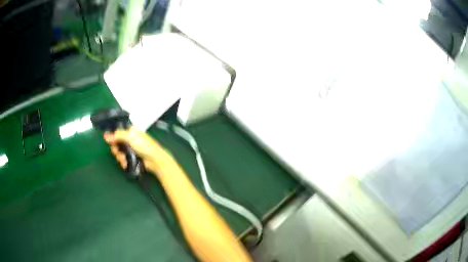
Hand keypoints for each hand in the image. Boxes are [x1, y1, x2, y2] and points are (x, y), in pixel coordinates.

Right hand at [104, 126, 169, 173]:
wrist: (155, 160)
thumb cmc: (145, 146)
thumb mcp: (131, 138)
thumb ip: (118, 135)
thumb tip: (106, 135)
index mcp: (131, 131)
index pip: (117, 132)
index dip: (113, 137)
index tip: (109, 142)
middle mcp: (130, 139)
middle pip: (116, 143)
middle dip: (116, 150)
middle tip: (118, 152)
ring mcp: (131, 149)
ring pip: (119, 152)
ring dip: (120, 157)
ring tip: (124, 160)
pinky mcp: (132, 158)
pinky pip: (123, 159)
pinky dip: (123, 162)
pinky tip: (126, 164)